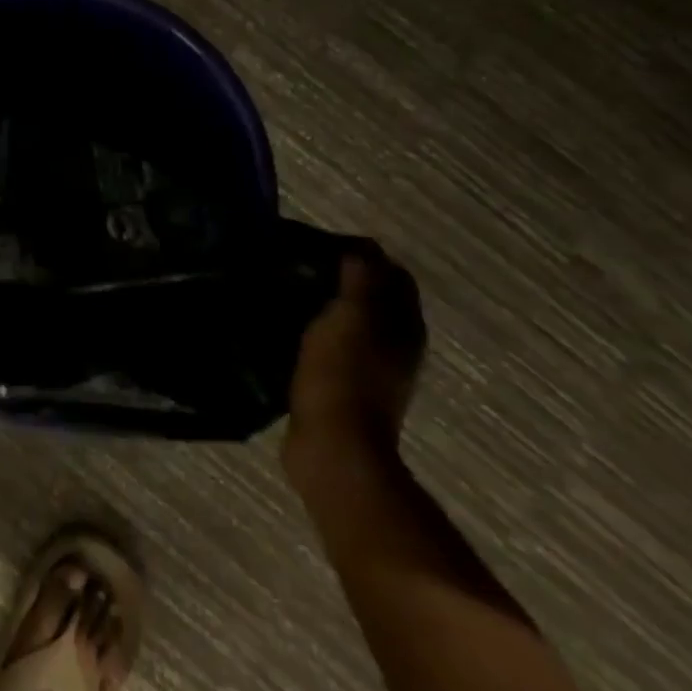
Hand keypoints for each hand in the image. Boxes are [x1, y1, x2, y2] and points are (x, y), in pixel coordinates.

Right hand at [283, 243, 425, 487]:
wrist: (333, 447)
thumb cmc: (343, 374)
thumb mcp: (350, 315)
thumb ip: (360, 277)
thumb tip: (359, 249)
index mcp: (404, 323)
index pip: (391, 272)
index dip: (360, 251)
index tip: (317, 243)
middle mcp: (397, 343)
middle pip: (373, 295)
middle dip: (341, 274)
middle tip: (297, 262)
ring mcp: (373, 368)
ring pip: (352, 319)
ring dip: (326, 301)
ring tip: (286, 289)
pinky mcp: (346, 386)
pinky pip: (333, 343)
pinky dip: (315, 329)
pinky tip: (287, 326)